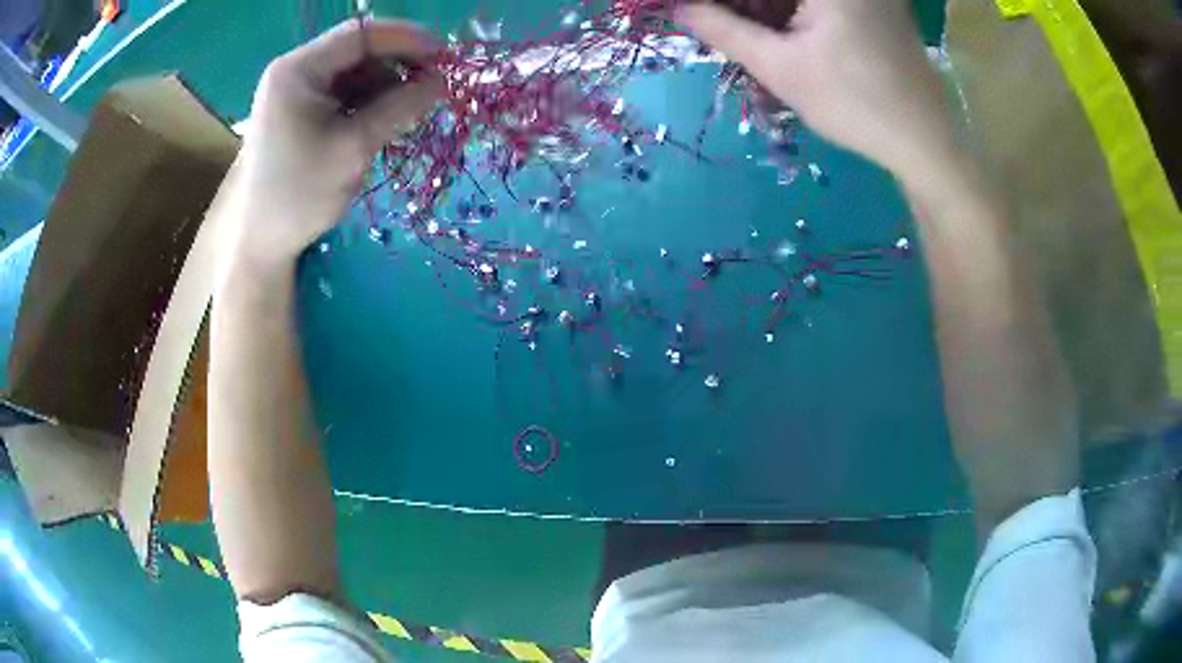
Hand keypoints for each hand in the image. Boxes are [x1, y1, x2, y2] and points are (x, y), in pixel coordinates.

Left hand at [228, 20, 442, 263]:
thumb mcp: (354, 147)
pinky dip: (370, 102)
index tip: (446, 57)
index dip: (407, 39)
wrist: (261, 240)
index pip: (361, 34)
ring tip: (410, 113)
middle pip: (358, 51)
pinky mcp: (301, 110)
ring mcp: (296, 91)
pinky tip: (386, 121)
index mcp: (297, 70)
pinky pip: (345, 93)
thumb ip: (400, 107)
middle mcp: (295, 71)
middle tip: (433, 89)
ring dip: (387, 86)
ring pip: (355, 72)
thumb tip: (443, 81)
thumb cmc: (300, 194)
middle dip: (398, 65)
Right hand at [678, 0, 956, 180]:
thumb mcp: (780, 67)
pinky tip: (785, 35)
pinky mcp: (877, 4)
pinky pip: (822, 4)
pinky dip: (795, 13)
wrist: (926, 141)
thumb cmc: (855, 104)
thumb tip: (678, 8)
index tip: (702, 16)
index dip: (726, 4)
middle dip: (747, 7)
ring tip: (747, 32)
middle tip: (721, 24)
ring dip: (769, 10)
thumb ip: (723, 29)